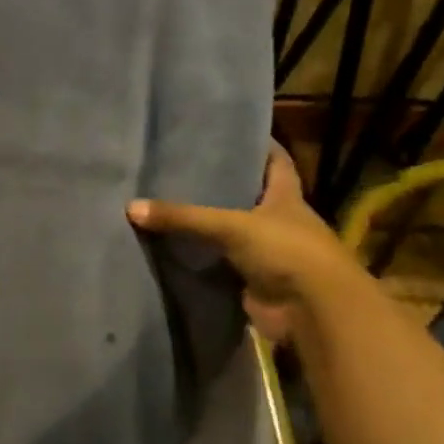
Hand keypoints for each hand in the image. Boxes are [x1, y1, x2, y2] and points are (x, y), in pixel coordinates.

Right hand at [128, 142, 360, 343]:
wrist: (313, 312)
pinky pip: (222, 265)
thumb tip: (130, 207)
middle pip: (251, 196)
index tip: (235, 132)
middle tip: (184, 168)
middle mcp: (280, 221)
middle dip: (224, 185)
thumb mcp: (231, 225)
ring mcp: (268, 253)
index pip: (277, 162)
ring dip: (210, 225)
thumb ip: (183, 216)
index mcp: (287, 197)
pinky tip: (174, 248)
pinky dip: (203, 260)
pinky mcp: (254, 281)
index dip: (261, 146)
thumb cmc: (286, 251)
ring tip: (170, 204)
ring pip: (233, 232)